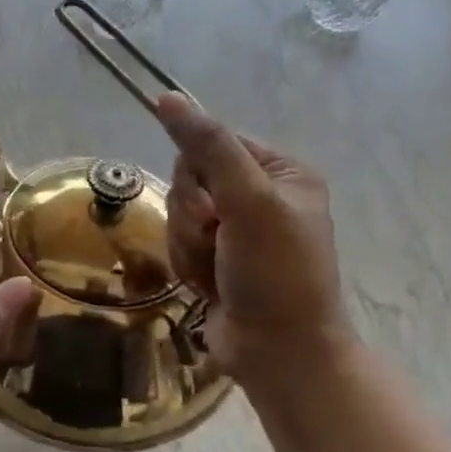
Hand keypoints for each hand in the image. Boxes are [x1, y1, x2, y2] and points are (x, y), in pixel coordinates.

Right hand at [156, 93, 356, 392]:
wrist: (279, 354)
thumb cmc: (276, 274)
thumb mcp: (247, 202)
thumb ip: (208, 148)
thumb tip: (168, 97)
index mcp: (282, 173)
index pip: (212, 144)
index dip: (199, 176)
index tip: (213, 208)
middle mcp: (261, 196)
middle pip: (190, 180)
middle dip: (192, 216)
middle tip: (216, 241)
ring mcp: (238, 230)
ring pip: (179, 214)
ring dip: (187, 244)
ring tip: (215, 271)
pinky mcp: (218, 259)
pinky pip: (179, 242)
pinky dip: (187, 264)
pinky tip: (208, 286)